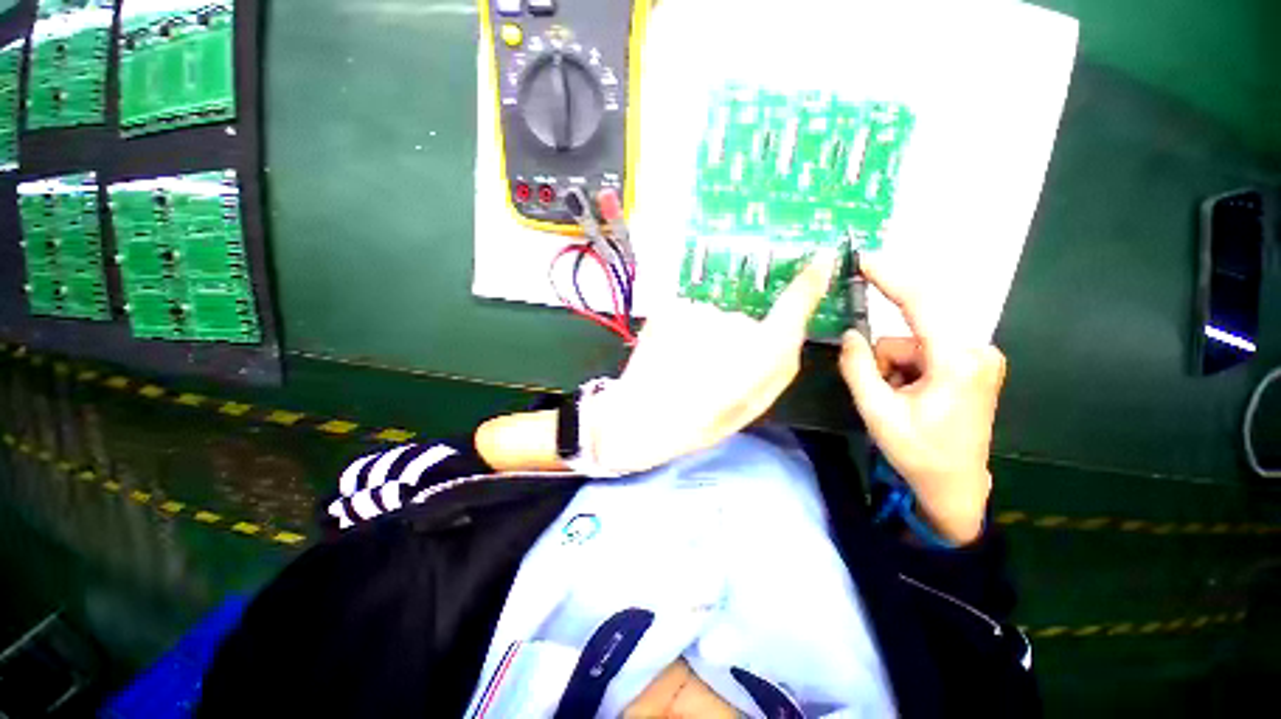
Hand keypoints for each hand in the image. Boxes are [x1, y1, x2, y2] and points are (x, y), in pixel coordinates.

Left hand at [588, 251, 839, 474]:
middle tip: (711, 370)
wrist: (643, 417)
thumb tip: (790, 331)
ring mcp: (700, 310)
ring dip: (705, 336)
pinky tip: (672, 354)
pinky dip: (684, 330)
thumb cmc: (702, 420)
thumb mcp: (753, 404)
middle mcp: (735, 322)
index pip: (794, 305)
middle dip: (734, 339)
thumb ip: (780, 366)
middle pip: (744, 319)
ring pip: (713, 316)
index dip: (809, 282)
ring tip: (686, 366)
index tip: (821, 259)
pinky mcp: (672, 306)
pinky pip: (689, 313)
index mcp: (761, 351)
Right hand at [839, 258, 1006, 543]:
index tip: (863, 259)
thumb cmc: (919, 454)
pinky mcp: (973, 364)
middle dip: (884, 358)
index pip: (921, 303)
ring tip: (896, 402)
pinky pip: (924, 352)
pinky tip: (909, 397)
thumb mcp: (877, 413)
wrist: (957, 487)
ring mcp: (978, 357)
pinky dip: (906, 369)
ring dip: (893, 367)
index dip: (890, 277)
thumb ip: (859, 367)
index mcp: (957, 362)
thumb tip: (850, 335)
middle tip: (880, 389)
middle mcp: (977, 351)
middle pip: (910, 332)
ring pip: (913, 344)